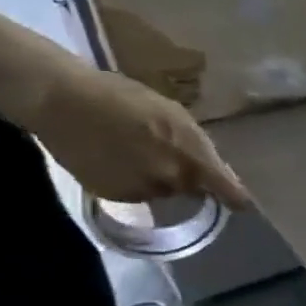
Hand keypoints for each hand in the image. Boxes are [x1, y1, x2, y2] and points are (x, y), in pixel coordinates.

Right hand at [18, 64, 250, 207]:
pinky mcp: (112, 195)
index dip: (238, 199)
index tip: (244, 206)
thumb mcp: (176, 116)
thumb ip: (198, 147)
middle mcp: (172, 180)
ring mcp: (141, 190)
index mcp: (193, 158)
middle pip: (193, 190)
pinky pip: (135, 193)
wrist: (61, 101)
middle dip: (188, 177)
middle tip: (165, 153)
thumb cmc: (125, 99)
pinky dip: (132, 182)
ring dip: (159, 179)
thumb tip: (216, 171)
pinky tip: (115, 160)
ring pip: (163, 191)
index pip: (228, 191)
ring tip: (135, 153)